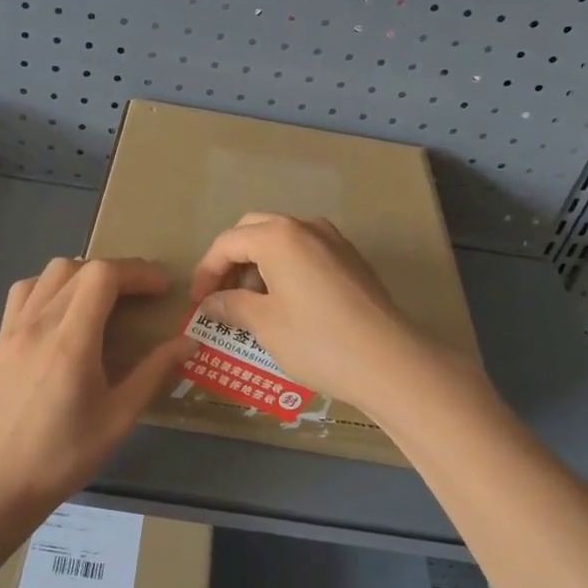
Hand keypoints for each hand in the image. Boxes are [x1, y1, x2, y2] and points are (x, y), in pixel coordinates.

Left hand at [0, 256, 190, 517]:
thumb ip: (154, 373)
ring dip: (85, 273)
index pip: (103, 276)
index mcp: (71, 342)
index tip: (162, 288)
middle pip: (81, 267)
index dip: (137, 272)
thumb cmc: (64, 456)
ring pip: (51, 272)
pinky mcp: (1, 337)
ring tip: (105, 298)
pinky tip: (64, 309)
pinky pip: (26, 290)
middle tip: (143, 295)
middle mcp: (39, 323)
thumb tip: (189, 342)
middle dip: (119, 272)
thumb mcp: (119, 418)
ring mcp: (14, 328)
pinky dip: (52, 285)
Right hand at [190, 213, 463, 417]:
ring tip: (252, 305)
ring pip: (282, 240)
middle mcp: (306, 227)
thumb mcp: (264, 324)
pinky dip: (285, 269)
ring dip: (259, 265)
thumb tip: (210, 302)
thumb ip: (230, 305)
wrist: (389, 361)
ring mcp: (334, 241)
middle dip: (231, 262)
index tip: (197, 303)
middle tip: (221, 297)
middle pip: (254, 231)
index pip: (227, 242)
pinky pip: (306, 253)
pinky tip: (286, 304)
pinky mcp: (352, 260)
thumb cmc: (317, 340)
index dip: (205, 272)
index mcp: (278, 236)